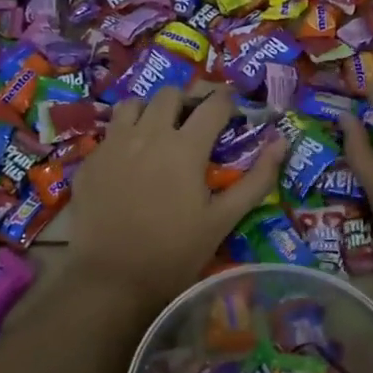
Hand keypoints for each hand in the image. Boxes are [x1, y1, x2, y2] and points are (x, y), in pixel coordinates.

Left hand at [66, 85, 285, 309]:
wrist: (111, 279)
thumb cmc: (175, 253)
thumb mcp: (223, 219)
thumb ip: (256, 179)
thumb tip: (281, 142)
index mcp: (186, 147)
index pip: (213, 104)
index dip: (228, 100)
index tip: (233, 106)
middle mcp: (149, 134)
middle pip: (171, 94)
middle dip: (189, 99)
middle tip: (198, 119)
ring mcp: (114, 144)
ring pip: (135, 104)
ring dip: (153, 109)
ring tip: (161, 130)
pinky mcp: (91, 160)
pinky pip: (111, 130)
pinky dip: (127, 132)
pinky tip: (132, 157)